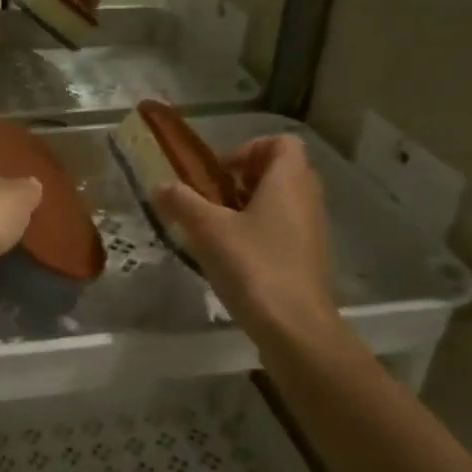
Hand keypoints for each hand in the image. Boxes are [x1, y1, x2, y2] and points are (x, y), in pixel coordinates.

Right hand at [154, 136, 341, 341]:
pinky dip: (259, 232)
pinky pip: (283, 229)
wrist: (295, 329)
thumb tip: (160, 185)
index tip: (220, 170)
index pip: (281, 142)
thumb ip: (182, 202)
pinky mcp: (308, 259)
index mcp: (288, 181)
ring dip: (249, 206)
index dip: (249, 148)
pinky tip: (231, 255)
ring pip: (281, 202)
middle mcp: (307, 199)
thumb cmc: (254, 266)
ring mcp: (311, 231)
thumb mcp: (208, 229)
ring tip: (216, 227)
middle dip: (244, 178)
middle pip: (280, 171)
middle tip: (213, 196)